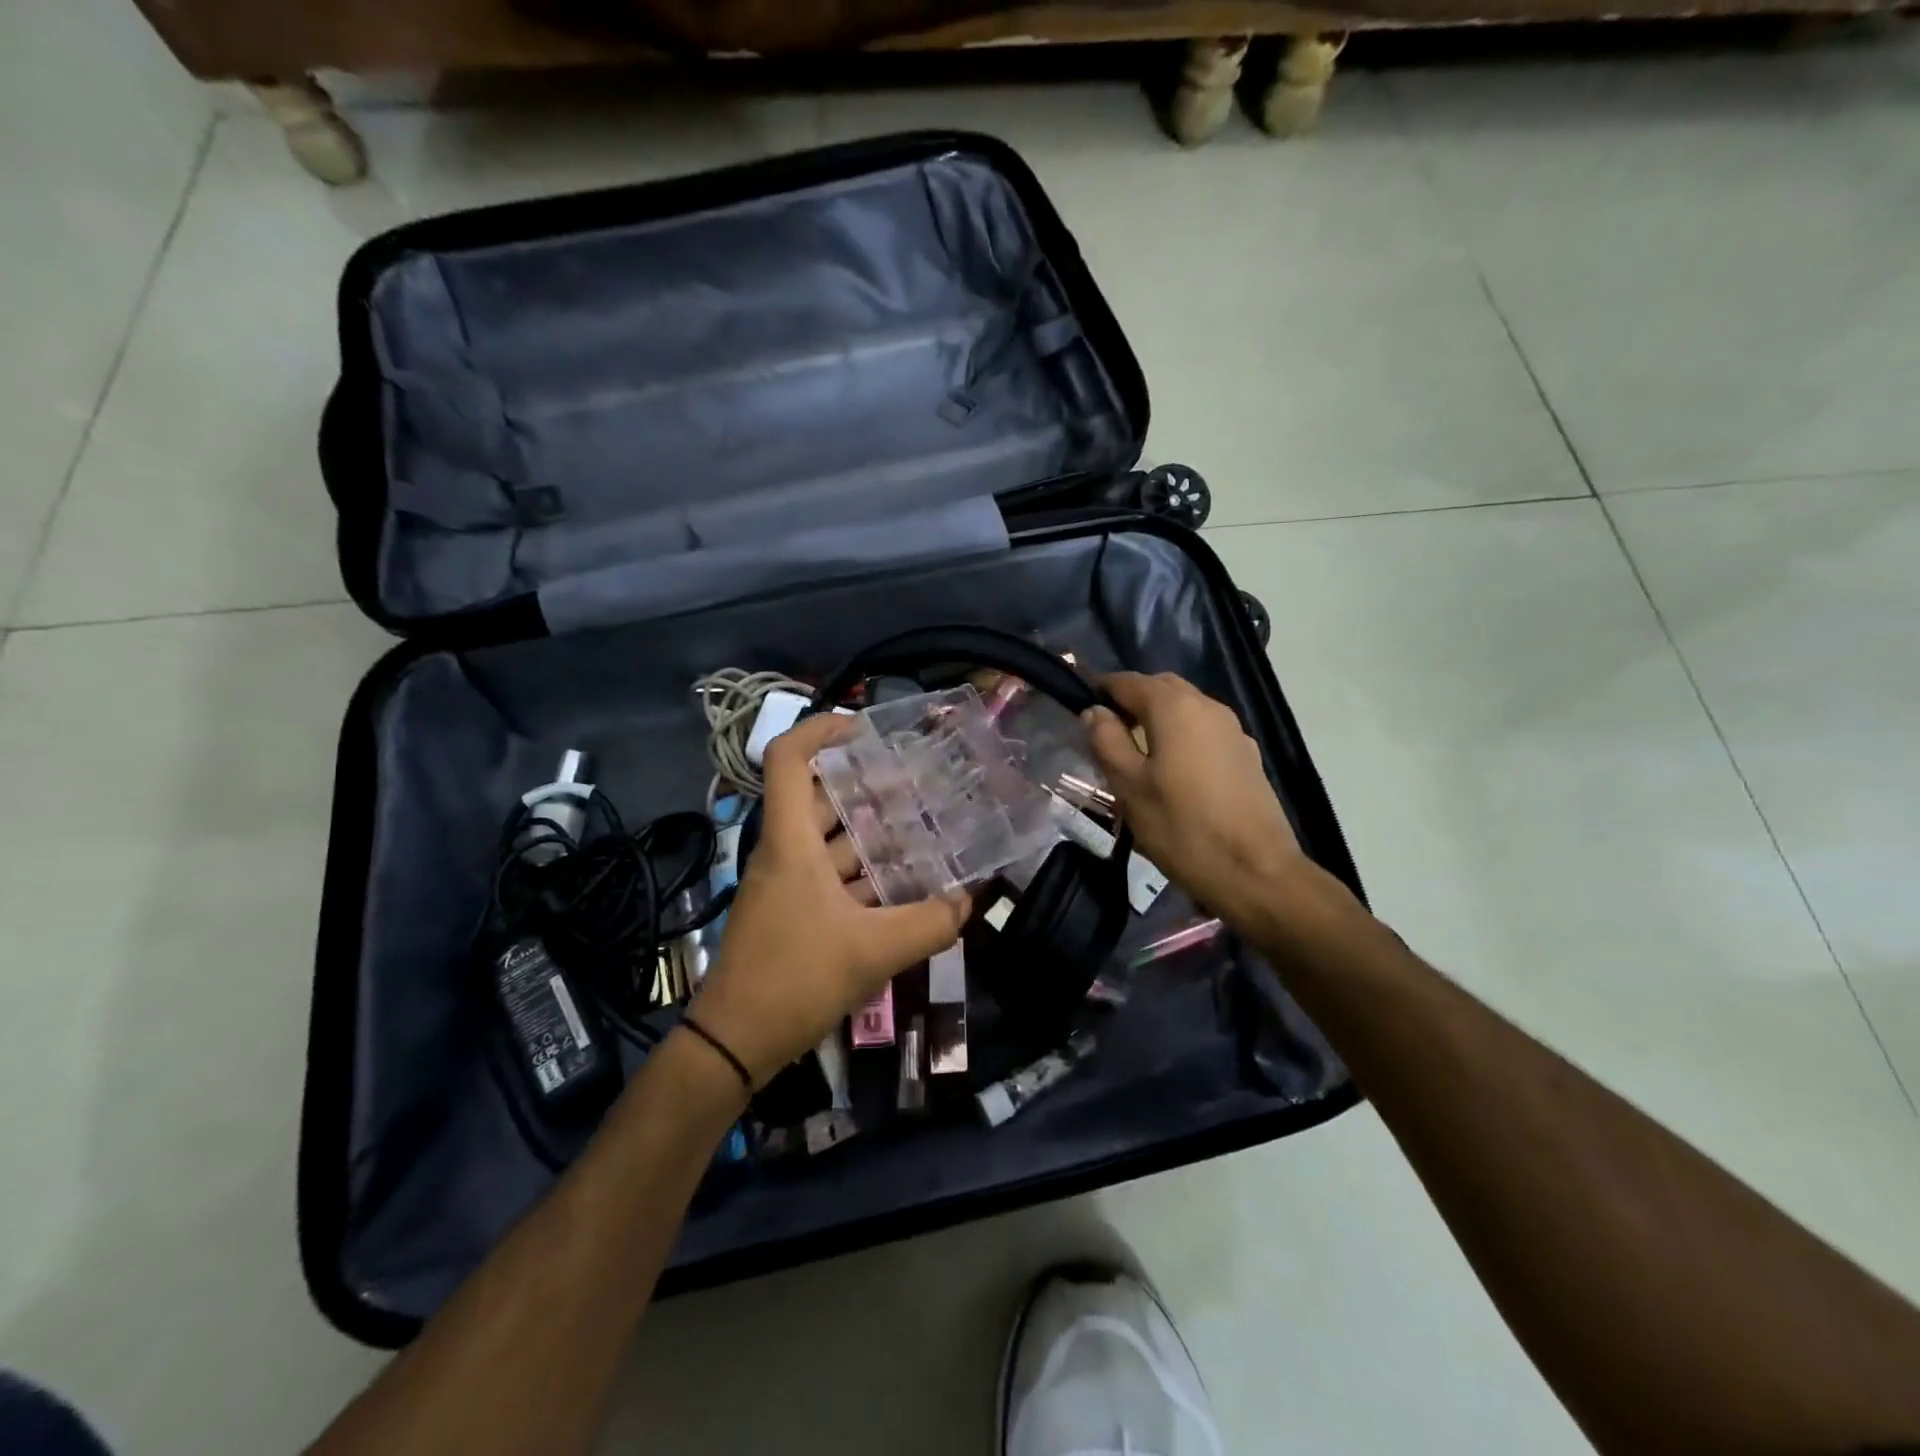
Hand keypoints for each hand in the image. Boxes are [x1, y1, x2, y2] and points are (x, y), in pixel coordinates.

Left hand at [687, 713, 969, 1086]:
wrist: (735, 1042)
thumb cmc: (795, 979)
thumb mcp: (874, 951)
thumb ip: (930, 923)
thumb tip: (969, 900)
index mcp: (790, 842)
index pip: (787, 759)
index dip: (821, 731)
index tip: (866, 729)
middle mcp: (785, 852)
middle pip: (821, 796)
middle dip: (869, 784)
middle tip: (921, 782)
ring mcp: (787, 883)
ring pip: (831, 839)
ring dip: (874, 831)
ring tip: (926, 826)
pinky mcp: (794, 912)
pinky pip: (833, 875)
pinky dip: (867, 872)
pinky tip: (907, 883)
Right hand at [1081, 672, 1322, 933]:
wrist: (1256, 872)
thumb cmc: (1182, 828)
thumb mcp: (1129, 787)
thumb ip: (1106, 741)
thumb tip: (1094, 711)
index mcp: (1176, 707)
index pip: (1129, 681)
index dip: (1101, 691)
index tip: (1082, 714)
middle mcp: (1209, 707)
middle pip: (1161, 689)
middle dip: (1132, 703)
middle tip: (1108, 736)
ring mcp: (1233, 731)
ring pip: (1185, 710)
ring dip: (1157, 721)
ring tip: (1137, 757)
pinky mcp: (1246, 756)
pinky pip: (1204, 732)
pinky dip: (1181, 738)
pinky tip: (1173, 774)